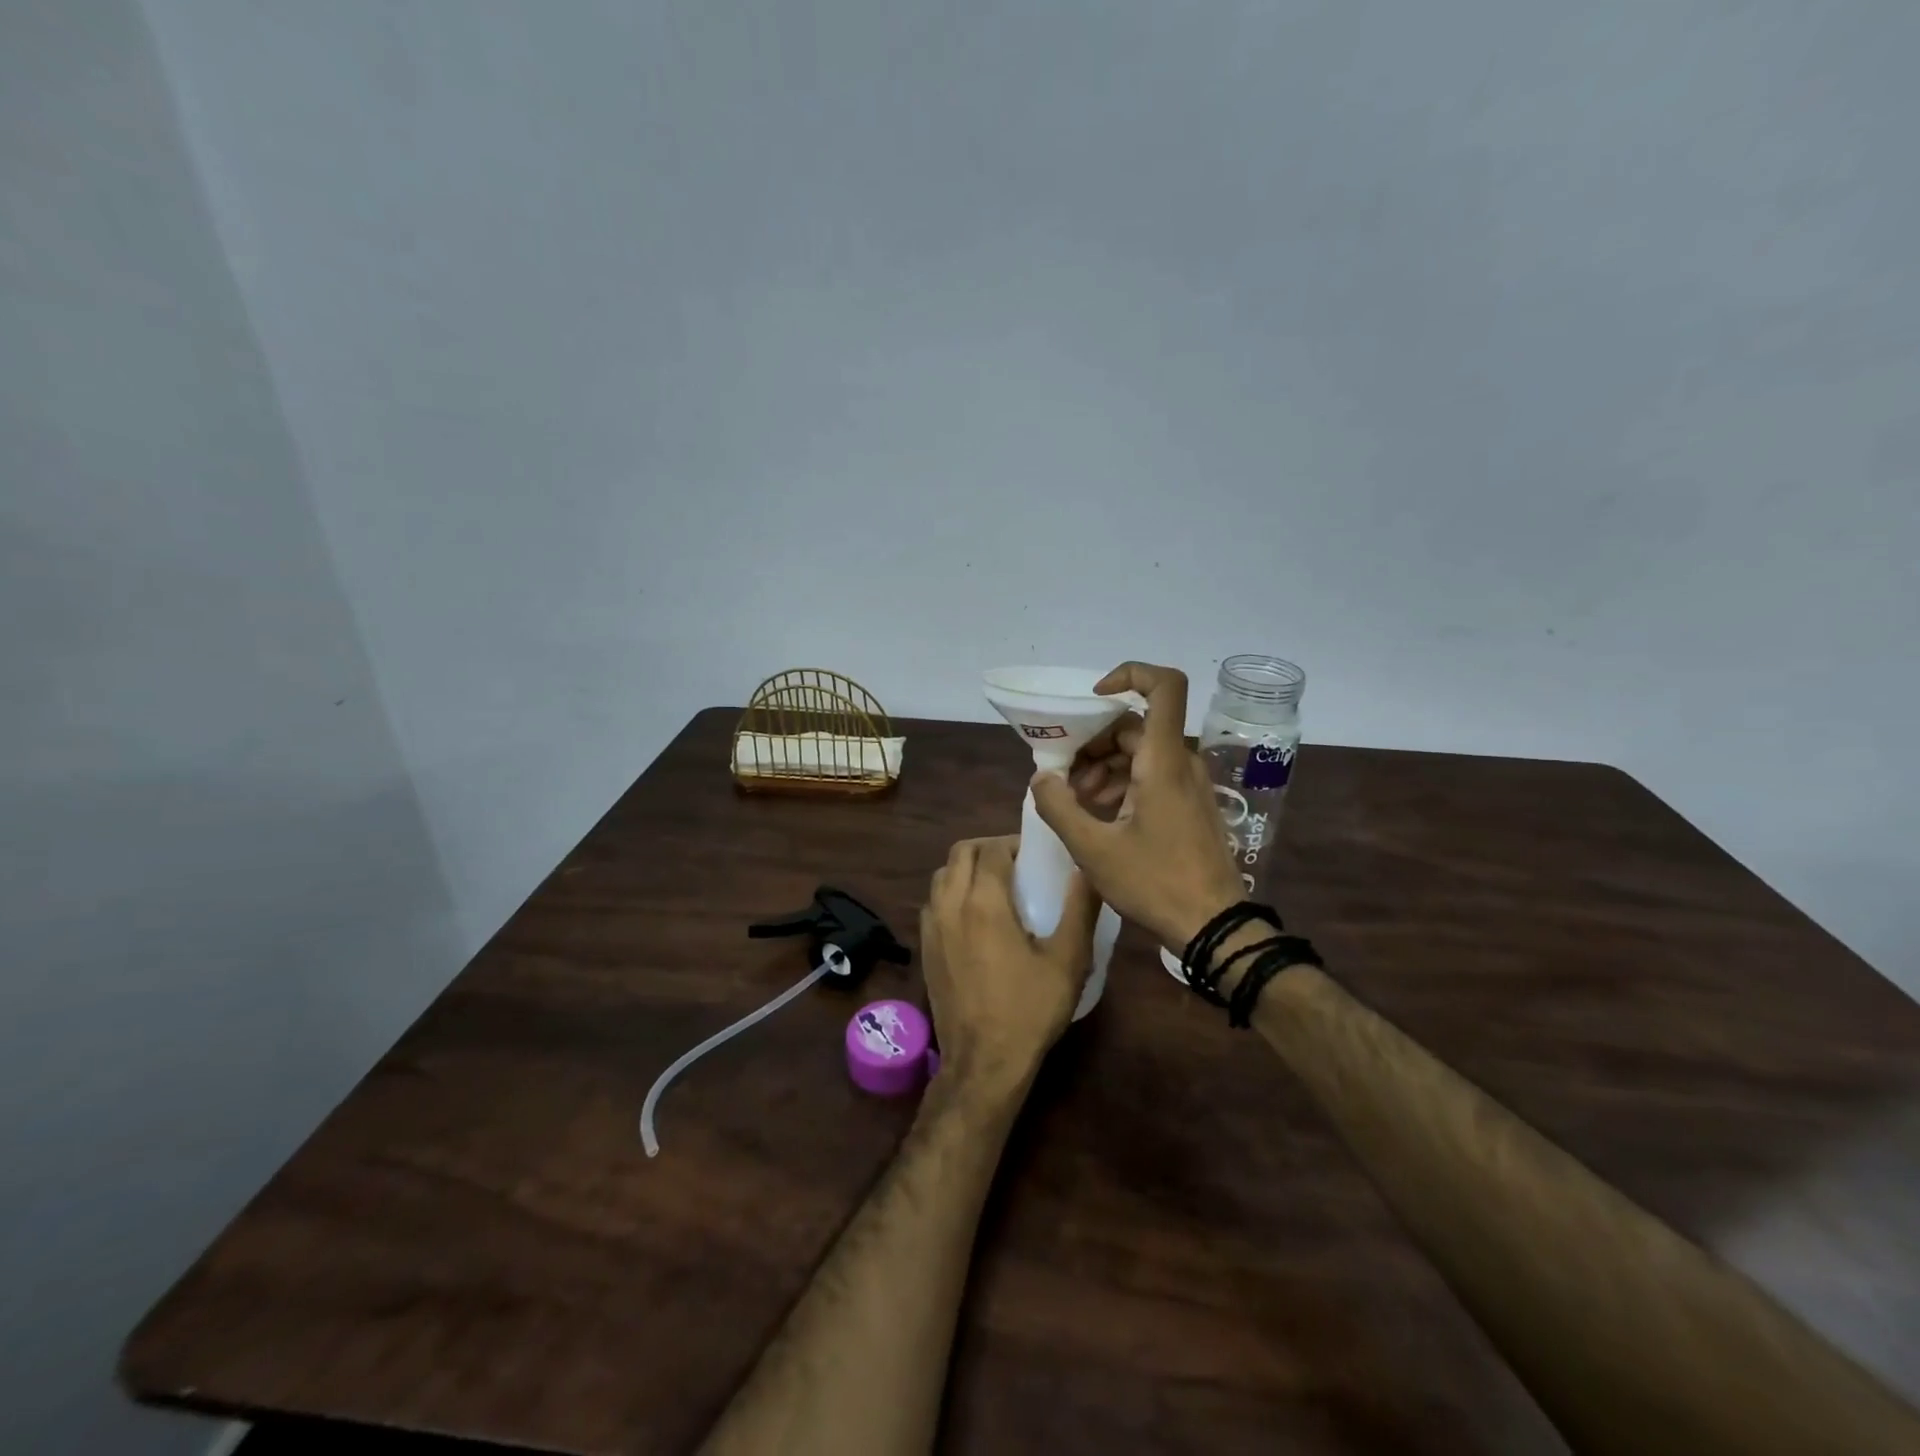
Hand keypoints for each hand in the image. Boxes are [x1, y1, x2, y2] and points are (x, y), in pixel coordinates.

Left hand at [920, 837, 1099, 1101]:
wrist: (983, 1062)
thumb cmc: (1029, 1010)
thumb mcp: (1068, 960)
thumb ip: (1080, 908)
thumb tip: (1087, 868)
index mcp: (984, 902)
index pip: (992, 848)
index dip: (1014, 844)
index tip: (1036, 855)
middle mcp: (951, 904)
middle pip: (961, 852)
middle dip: (988, 848)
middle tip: (1016, 864)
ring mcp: (932, 926)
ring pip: (942, 874)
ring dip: (966, 868)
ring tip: (995, 885)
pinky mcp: (924, 947)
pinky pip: (934, 901)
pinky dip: (951, 892)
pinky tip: (973, 916)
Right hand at [1031, 662, 1244, 950]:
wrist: (1215, 925)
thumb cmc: (1155, 882)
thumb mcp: (1094, 849)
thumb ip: (1059, 808)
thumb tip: (1040, 777)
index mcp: (1162, 761)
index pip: (1164, 686)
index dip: (1129, 674)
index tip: (1092, 698)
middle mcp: (1180, 762)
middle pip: (1135, 725)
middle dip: (1093, 743)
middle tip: (1065, 777)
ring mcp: (1189, 784)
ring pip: (1140, 752)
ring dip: (1104, 766)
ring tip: (1078, 801)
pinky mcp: (1190, 804)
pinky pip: (1152, 774)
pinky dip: (1123, 783)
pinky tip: (1102, 814)